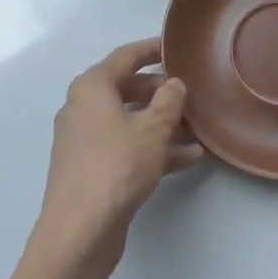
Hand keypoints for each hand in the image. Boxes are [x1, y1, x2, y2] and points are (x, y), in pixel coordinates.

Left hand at [34, 39, 203, 266]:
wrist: (79, 232)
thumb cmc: (116, 166)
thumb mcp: (152, 130)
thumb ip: (168, 102)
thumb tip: (173, 84)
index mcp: (92, 87)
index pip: (126, 56)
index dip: (152, 49)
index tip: (176, 47)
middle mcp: (84, 107)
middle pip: (127, 88)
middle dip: (161, 92)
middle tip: (191, 94)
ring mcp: (85, 140)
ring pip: (130, 121)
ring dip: (162, 124)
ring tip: (198, 128)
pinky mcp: (92, 169)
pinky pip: (127, 147)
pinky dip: (153, 148)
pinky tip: (188, 158)